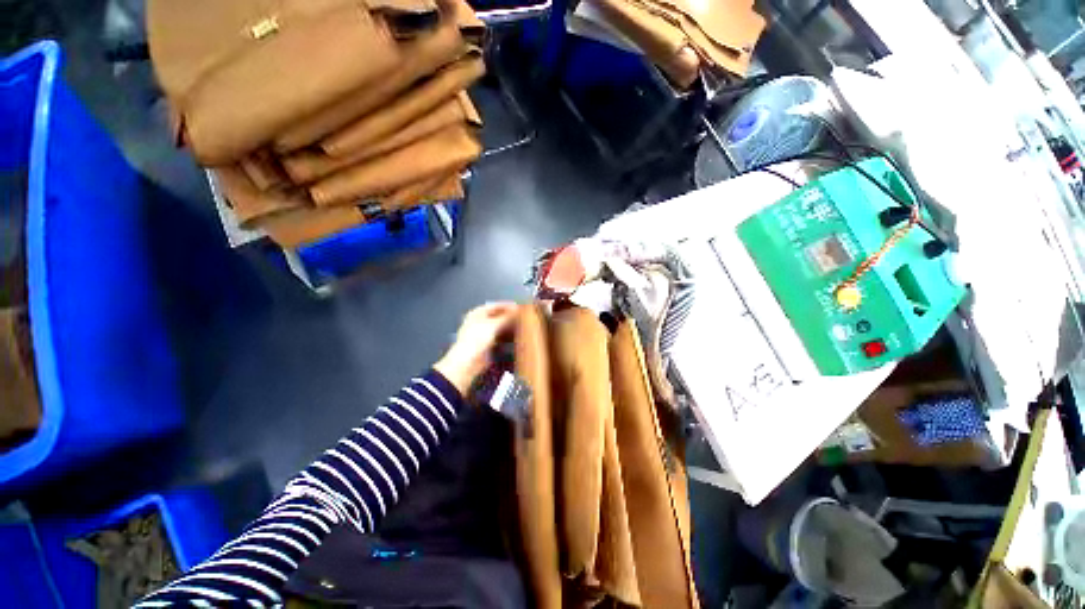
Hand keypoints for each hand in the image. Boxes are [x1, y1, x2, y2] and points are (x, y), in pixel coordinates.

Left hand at [435, 302, 518, 394]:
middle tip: (524, 317)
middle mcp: (480, 321)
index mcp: (477, 313)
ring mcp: (483, 334)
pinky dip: (507, 337)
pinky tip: (516, 337)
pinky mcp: (487, 345)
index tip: (521, 307)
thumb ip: (506, 317)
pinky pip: (500, 338)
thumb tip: (518, 309)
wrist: (467, 362)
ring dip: (510, 327)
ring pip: (499, 327)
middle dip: (510, 316)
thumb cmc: (477, 339)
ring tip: (523, 326)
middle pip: (498, 316)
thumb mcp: (493, 325)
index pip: (495, 305)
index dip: (508, 306)